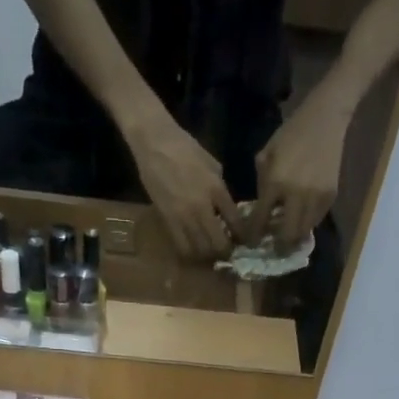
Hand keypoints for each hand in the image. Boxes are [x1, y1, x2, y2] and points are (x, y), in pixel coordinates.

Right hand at [127, 118, 241, 260]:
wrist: (155, 143)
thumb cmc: (185, 148)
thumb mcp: (212, 165)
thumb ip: (220, 190)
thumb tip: (225, 210)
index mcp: (217, 189)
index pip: (235, 222)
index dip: (242, 236)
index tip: (243, 241)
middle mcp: (202, 206)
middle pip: (219, 243)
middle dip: (225, 251)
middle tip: (226, 251)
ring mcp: (183, 216)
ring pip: (200, 250)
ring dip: (208, 255)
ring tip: (209, 252)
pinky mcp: (168, 220)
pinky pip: (182, 247)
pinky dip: (190, 253)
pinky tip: (193, 250)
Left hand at [250, 100, 348, 250]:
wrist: (325, 119)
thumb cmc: (290, 135)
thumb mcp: (266, 155)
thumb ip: (262, 185)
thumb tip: (261, 211)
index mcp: (275, 183)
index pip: (261, 220)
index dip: (254, 236)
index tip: (252, 243)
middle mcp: (296, 194)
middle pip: (287, 235)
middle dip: (279, 245)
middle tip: (274, 247)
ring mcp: (316, 197)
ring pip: (303, 232)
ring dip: (294, 237)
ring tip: (288, 235)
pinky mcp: (330, 196)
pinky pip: (316, 220)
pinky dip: (307, 223)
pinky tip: (301, 218)